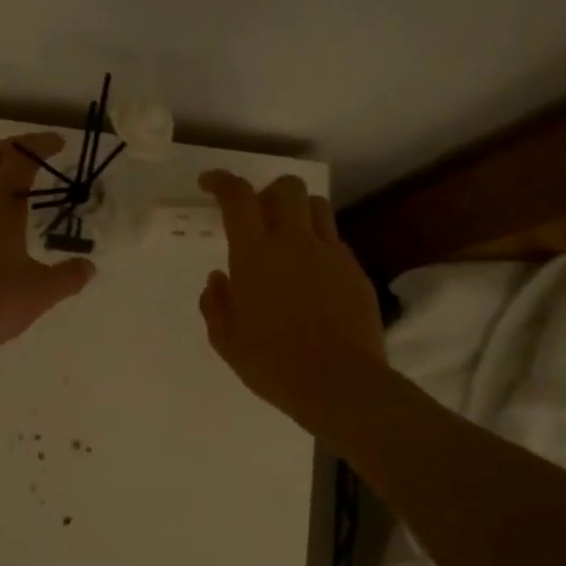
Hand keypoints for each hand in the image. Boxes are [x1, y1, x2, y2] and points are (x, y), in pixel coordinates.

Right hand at [198, 170, 384, 435]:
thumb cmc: (273, 365)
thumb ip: (216, 304)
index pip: (238, 198)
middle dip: (268, 192)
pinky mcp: (355, 271)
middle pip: (287, 188)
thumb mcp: (227, 342)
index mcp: (255, 255)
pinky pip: (335, 243)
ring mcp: (330, 254)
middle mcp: (294, 243)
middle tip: (258, 218)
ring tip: (288, 241)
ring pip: (317, 207)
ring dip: (298, 214)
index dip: (222, 181)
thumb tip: (218, 279)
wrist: (339, 384)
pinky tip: (312, 278)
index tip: (210, 183)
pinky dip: (319, 247)